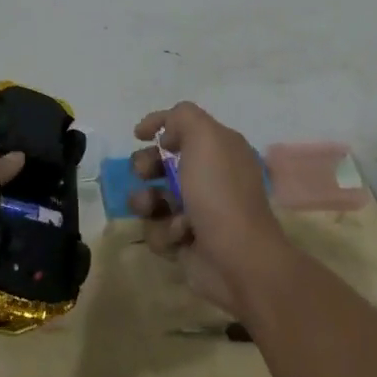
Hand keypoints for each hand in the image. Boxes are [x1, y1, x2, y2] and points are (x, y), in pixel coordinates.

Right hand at [130, 102, 289, 316]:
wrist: (238, 258)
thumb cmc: (220, 192)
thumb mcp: (205, 137)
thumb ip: (182, 118)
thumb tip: (168, 133)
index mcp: (220, 148)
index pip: (186, 126)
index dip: (160, 125)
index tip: (138, 134)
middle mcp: (210, 176)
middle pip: (163, 162)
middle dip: (146, 164)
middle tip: (142, 171)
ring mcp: (198, 210)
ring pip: (154, 197)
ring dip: (148, 201)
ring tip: (153, 207)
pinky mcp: (186, 240)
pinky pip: (159, 229)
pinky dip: (165, 231)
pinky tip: (181, 235)